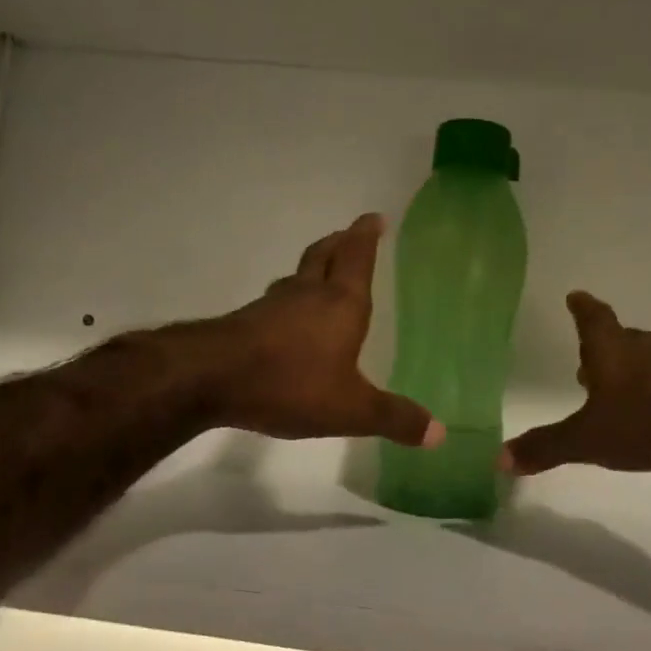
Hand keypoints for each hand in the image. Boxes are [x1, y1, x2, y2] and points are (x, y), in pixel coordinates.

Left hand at [188, 214, 443, 447]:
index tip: (374, 217)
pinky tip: (286, 320)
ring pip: (297, 278)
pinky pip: (276, 304)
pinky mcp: (246, 324)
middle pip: (324, 256)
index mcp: (341, 304)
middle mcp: (307, 295)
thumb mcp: (351, 409)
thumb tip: (440, 433)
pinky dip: (289, 302)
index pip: (357, 258)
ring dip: (312, 270)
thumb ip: (394, 418)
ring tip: (321, 274)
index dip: (367, 236)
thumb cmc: (291, 383)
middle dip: (340, 243)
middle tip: (350, 234)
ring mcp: (272, 307)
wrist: (210, 378)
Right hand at [502, 292, 650, 474]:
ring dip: (632, 371)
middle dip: (603, 351)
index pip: (591, 319)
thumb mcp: (590, 440)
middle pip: (619, 340)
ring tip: (622, 392)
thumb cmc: (648, 418)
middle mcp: (644, 345)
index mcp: (610, 350)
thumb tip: (498, 459)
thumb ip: (547, 448)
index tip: (576, 295)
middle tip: (588, 365)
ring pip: (647, 358)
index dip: (581, 308)